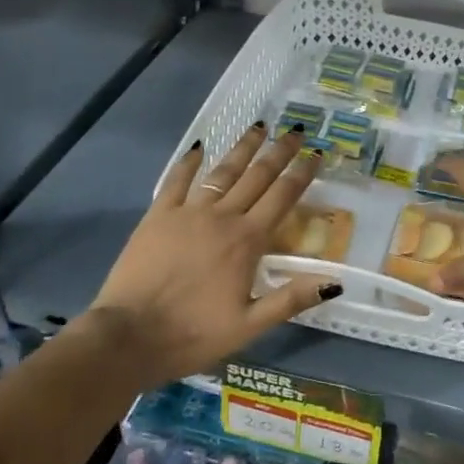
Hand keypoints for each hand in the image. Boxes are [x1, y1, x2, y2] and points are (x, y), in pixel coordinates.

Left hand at [83, 124, 339, 387]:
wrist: (128, 336)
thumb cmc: (193, 334)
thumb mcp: (249, 326)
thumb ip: (291, 299)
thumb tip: (335, 282)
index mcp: (247, 241)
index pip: (282, 197)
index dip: (302, 173)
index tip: (317, 153)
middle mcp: (222, 217)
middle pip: (257, 176)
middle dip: (279, 152)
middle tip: (295, 131)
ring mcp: (187, 212)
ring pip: (222, 171)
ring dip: (243, 148)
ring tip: (259, 127)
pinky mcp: (158, 216)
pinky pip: (177, 181)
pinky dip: (189, 162)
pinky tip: (199, 147)